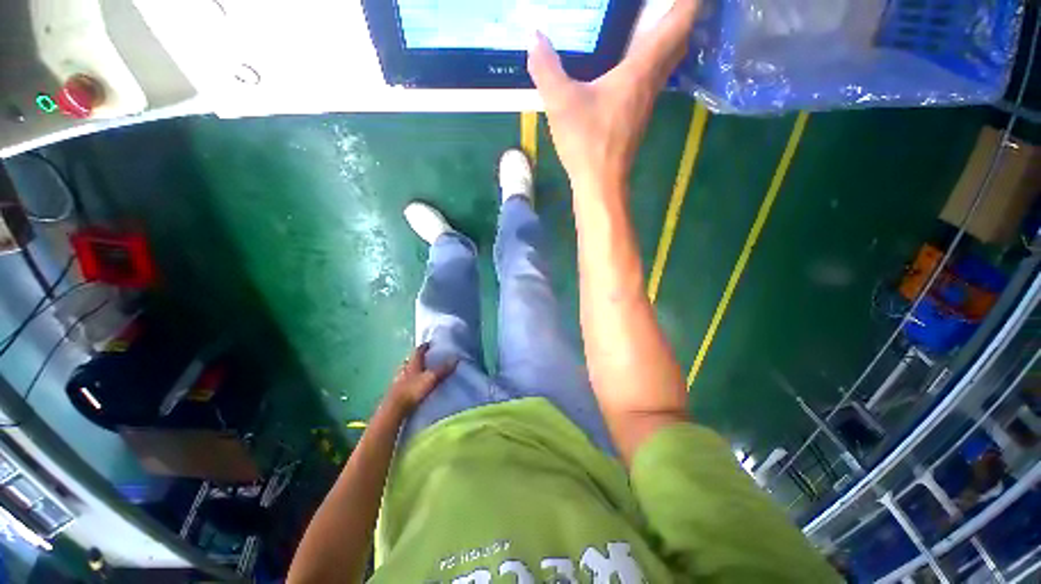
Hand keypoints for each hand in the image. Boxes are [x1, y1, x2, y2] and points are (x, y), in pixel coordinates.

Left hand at [384, 343, 457, 414]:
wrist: (394, 409)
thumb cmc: (412, 391)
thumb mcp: (431, 379)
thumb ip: (443, 369)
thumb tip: (456, 358)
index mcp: (413, 363)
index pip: (419, 350)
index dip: (425, 346)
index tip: (431, 344)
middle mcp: (404, 368)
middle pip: (411, 359)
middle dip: (419, 358)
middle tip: (428, 358)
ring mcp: (398, 379)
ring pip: (406, 370)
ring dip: (413, 369)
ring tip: (422, 371)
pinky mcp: (395, 390)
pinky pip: (404, 381)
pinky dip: (409, 380)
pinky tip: (414, 385)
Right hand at [528, 0, 699, 191]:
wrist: (599, 183)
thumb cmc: (587, 142)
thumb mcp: (561, 103)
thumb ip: (547, 69)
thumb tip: (534, 37)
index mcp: (639, 71)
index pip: (678, 25)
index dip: (691, 2)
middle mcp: (649, 85)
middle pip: (677, 43)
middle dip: (683, 17)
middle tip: (673, 3)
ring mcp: (644, 106)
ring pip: (666, 65)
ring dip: (667, 42)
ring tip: (654, 24)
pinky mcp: (635, 122)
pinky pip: (650, 83)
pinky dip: (650, 66)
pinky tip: (631, 68)